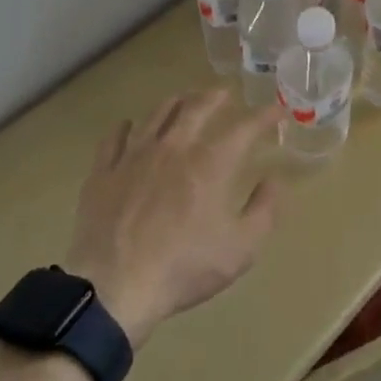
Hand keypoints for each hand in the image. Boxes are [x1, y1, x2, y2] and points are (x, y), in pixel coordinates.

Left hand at [64, 90, 281, 347]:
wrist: (114, 288)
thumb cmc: (184, 268)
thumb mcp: (241, 248)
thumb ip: (264, 210)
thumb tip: (274, 180)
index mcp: (210, 163)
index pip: (245, 127)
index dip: (265, 115)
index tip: (277, 110)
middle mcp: (174, 148)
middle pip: (197, 107)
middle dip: (215, 96)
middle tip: (225, 92)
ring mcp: (135, 156)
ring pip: (157, 114)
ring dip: (176, 102)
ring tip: (184, 99)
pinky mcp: (104, 172)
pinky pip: (115, 137)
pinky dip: (127, 127)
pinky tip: (130, 127)